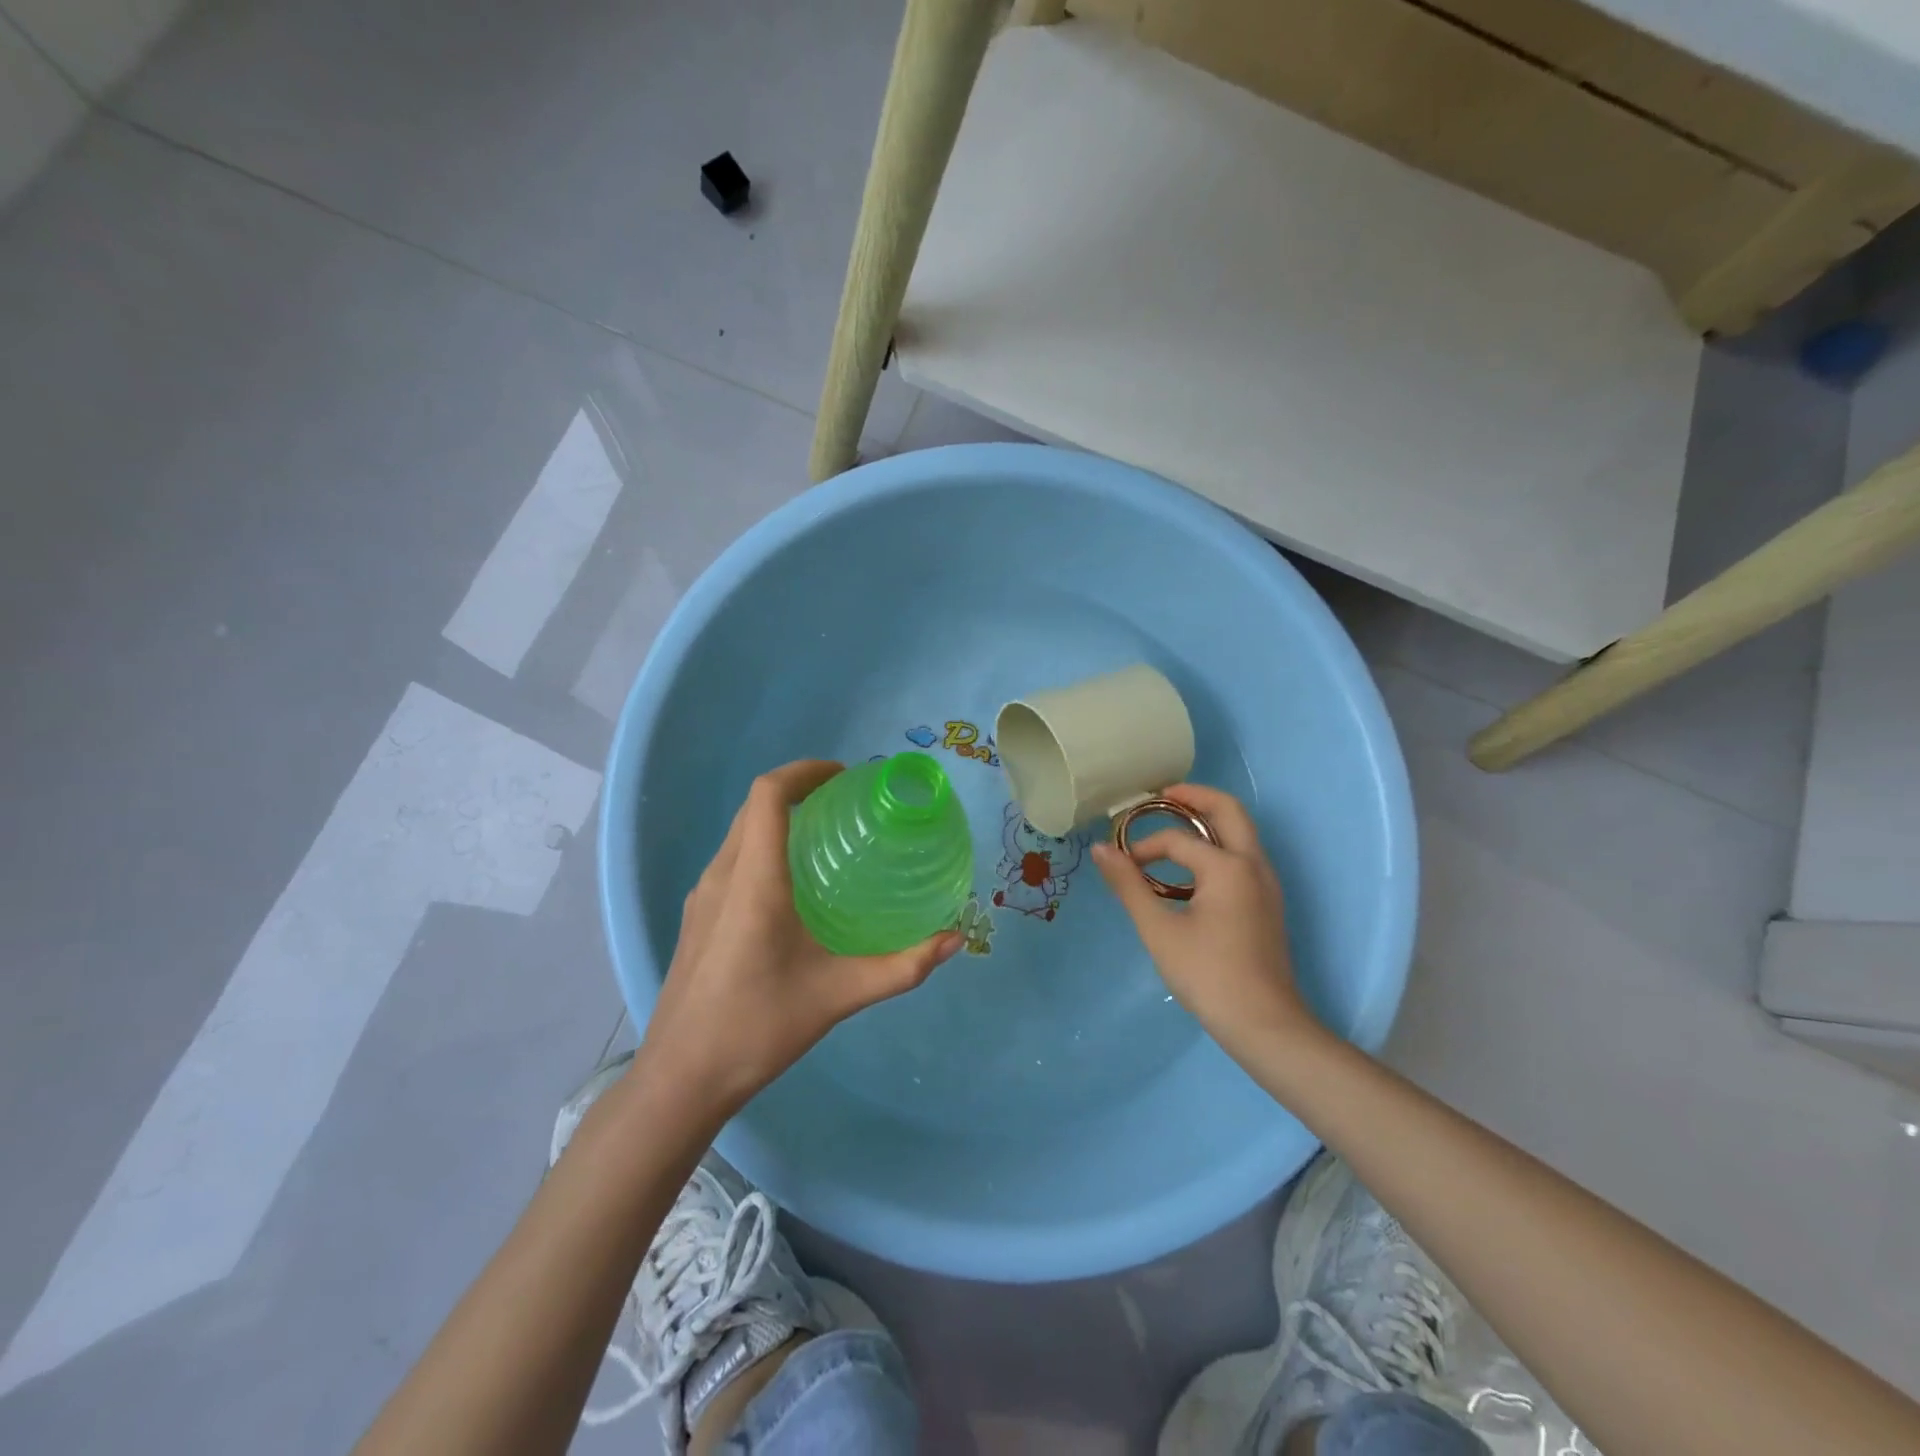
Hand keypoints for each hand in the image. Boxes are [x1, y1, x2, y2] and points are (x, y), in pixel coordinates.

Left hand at [638, 760, 962, 1118]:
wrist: (681, 1079)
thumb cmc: (758, 1028)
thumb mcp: (838, 995)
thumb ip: (901, 967)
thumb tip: (953, 941)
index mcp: (754, 881)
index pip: (768, 794)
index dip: (804, 771)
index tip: (844, 777)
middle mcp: (722, 876)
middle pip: (754, 807)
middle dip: (798, 790)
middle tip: (845, 804)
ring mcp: (703, 897)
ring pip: (740, 833)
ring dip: (778, 818)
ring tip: (825, 839)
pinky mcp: (696, 918)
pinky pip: (732, 860)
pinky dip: (763, 847)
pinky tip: (793, 887)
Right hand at [1091, 784, 1320, 1062]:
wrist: (1264, 1025)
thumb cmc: (1208, 975)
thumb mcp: (1159, 930)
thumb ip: (1129, 885)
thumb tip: (1100, 849)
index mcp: (1228, 866)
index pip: (1177, 840)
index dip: (1144, 847)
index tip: (1121, 865)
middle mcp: (1254, 865)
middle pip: (1228, 811)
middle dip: (1194, 797)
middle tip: (1161, 796)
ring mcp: (1266, 884)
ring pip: (1240, 833)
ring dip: (1208, 821)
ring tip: (1172, 827)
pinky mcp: (1267, 903)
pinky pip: (1242, 857)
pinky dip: (1217, 847)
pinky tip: (1190, 872)